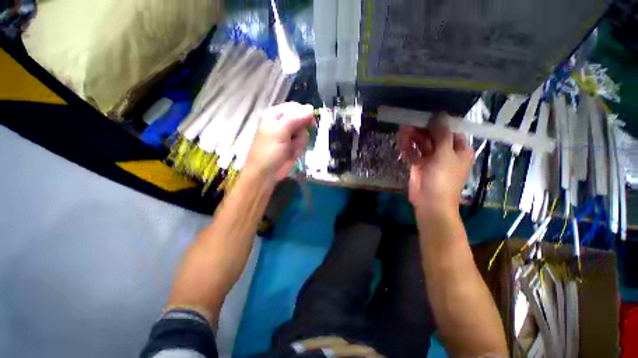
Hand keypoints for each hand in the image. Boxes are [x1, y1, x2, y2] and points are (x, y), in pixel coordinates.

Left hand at [245, 102, 314, 181]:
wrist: (267, 173)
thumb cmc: (269, 150)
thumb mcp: (280, 131)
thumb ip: (295, 118)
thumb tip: (311, 108)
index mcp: (275, 115)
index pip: (294, 107)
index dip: (304, 113)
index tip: (310, 122)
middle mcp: (282, 123)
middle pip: (301, 120)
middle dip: (300, 131)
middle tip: (295, 138)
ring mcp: (288, 135)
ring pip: (304, 132)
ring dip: (299, 142)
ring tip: (290, 149)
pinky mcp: (293, 146)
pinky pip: (303, 143)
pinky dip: (299, 148)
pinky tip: (292, 154)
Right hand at [397, 113, 474, 214]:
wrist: (430, 203)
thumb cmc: (443, 178)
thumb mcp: (445, 154)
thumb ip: (442, 134)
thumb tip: (441, 114)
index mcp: (459, 149)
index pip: (450, 130)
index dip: (439, 122)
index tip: (426, 115)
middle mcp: (446, 152)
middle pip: (433, 136)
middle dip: (421, 130)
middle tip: (409, 122)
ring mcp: (431, 159)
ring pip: (421, 144)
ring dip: (412, 137)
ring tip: (402, 130)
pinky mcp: (419, 165)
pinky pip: (413, 153)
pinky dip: (407, 147)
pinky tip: (401, 141)